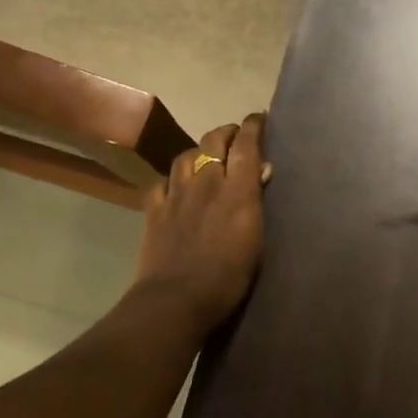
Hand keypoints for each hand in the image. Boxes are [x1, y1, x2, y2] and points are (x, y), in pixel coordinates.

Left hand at [134, 114, 269, 326]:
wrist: (176, 300)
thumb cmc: (228, 277)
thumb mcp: (257, 240)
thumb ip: (256, 200)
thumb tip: (262, 170)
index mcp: (236, 190)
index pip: (246, 144)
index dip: (253, 126)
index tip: (260, 118)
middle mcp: (205, 182)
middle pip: (213, 140)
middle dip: (227, 132)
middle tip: (236, 136)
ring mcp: (176, 193)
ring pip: (185, 155)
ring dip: (199, 150)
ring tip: (207, 158)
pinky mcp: (154, 210)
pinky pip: (162, 181)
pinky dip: (173, 178)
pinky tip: (176, 186)